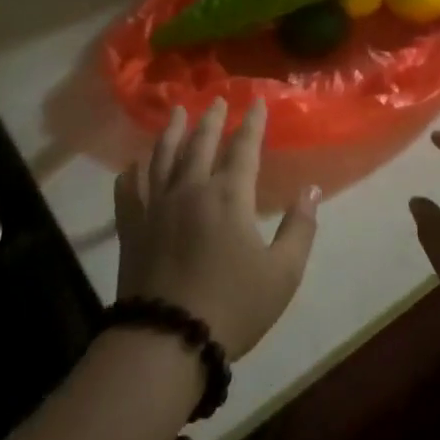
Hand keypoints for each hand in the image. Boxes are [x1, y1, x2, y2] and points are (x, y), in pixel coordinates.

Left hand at [114, 98, 319, 357]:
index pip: (243, 148)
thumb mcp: (282, 274)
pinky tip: (132, 164)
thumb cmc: (233, 306)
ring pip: (163, 158)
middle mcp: (190, 190)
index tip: (257, 101)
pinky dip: (130, 174)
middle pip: (201, 144)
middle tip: (216, 99)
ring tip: (176, 112)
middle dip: (211, 119)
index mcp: (229, 196)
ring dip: (171, 132)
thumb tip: (311, 190)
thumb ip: (299, 228)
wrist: (168, 340)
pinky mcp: (132, 229)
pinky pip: (128, 192)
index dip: (252, 123)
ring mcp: (156, 207)